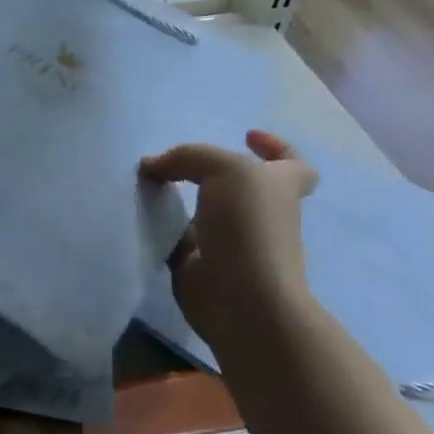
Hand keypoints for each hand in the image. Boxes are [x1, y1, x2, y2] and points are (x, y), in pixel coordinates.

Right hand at [138, 130, 318, 350]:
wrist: (240, 297)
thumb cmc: (249, 226)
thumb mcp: (225, 169)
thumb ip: (188, 157)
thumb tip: (152, 167)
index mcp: (279, 188)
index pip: (293, 163)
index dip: (276, 146)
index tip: (247, 135)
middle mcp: (259, 213)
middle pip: (239, 185)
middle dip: (210, 172)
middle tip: (175, 162)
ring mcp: (230, 240)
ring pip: (203, 210)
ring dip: (178, 196)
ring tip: (147, 182)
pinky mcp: (201, 263)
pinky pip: (177, 237)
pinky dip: (160, 226)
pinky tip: (140, 213)